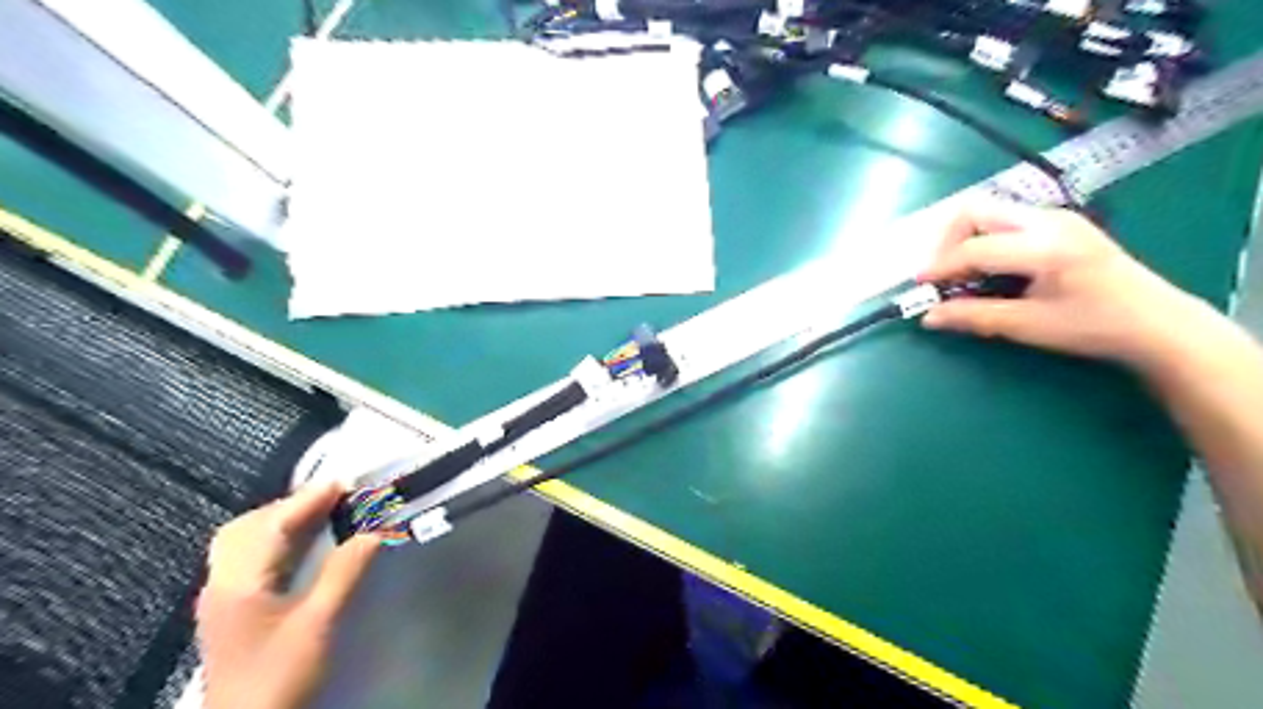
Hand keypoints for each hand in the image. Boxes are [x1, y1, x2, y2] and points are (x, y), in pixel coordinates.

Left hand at [193, 483, 380, 708]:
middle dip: (291, 505)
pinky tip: (300, 548)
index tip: (347, 482)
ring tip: (321, 518)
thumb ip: (346, 570)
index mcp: (239, 581)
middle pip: (248, 525)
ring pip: (243, 540)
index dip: (310, 498)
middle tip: (334, 501)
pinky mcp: (228, 609)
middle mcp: (221, 581)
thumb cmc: (281, 676)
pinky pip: (247, 557)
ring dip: (281, 521)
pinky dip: (275, 540)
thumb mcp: (320, 622)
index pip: (274, 522)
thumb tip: (376, 530)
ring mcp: (220, 596)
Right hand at [921, 194, 1211, 368]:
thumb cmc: (1094, 327)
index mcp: (1044, 247)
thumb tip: (928, 317)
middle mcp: (1047, 220)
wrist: (1157, 323)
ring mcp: (1056, 217)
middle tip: (940, 275)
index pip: (974, 248)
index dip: (940, 267)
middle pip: (975, 211)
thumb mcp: (1028, 326)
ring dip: (965, 240)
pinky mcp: (1060, 223)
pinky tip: (989, 270)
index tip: (918, 287)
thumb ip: (974, 316)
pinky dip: (985, 241)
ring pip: (989, 213)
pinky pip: (1006, 222)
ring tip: (962, 275)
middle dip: (946, 241)